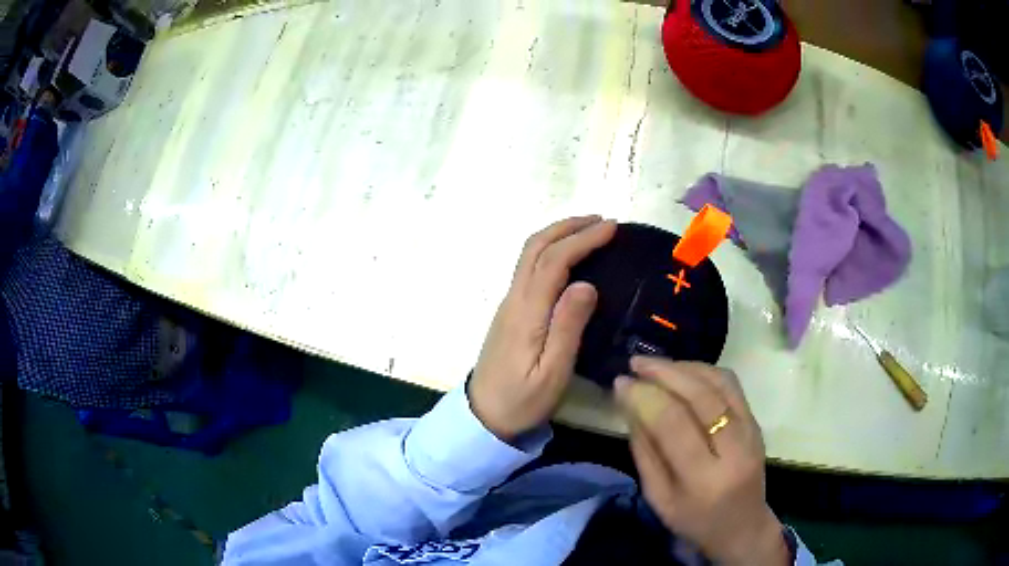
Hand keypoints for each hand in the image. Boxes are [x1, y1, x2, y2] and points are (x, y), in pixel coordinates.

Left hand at [469, 216, 616, 441]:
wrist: (483, 417)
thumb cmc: (522, 400)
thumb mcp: (553, 372)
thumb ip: (568, 327)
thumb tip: (585, 283)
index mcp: (527, 311)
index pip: (554, 260)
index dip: (582, 239)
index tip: (611, 228)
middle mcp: (514, 299)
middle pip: (535, 247)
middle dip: (568, 226)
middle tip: (601, 221)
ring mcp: (509, 304)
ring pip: (529, 255)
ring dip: (557, 235)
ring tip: (588, 231)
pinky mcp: (510, 312)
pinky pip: (529, 268)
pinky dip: (550, 251)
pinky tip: (567, 258)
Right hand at [614, 358, 787, 565]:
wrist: (742, 525)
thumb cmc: (694, 520)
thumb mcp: (658, 498)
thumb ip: (644, 452)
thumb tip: (630, 404)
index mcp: (704, 479)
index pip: (673, 424)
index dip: (645, 397)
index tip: (621, 382)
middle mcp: (734, 449)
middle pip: (700, 396)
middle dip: (664, 372)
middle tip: (635, 362)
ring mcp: (751, 431)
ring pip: (719, 383)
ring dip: (684, 366)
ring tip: (655, 364)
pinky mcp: (757, 421)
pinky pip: (731, 384)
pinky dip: (704, 370)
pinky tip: (683, 371)